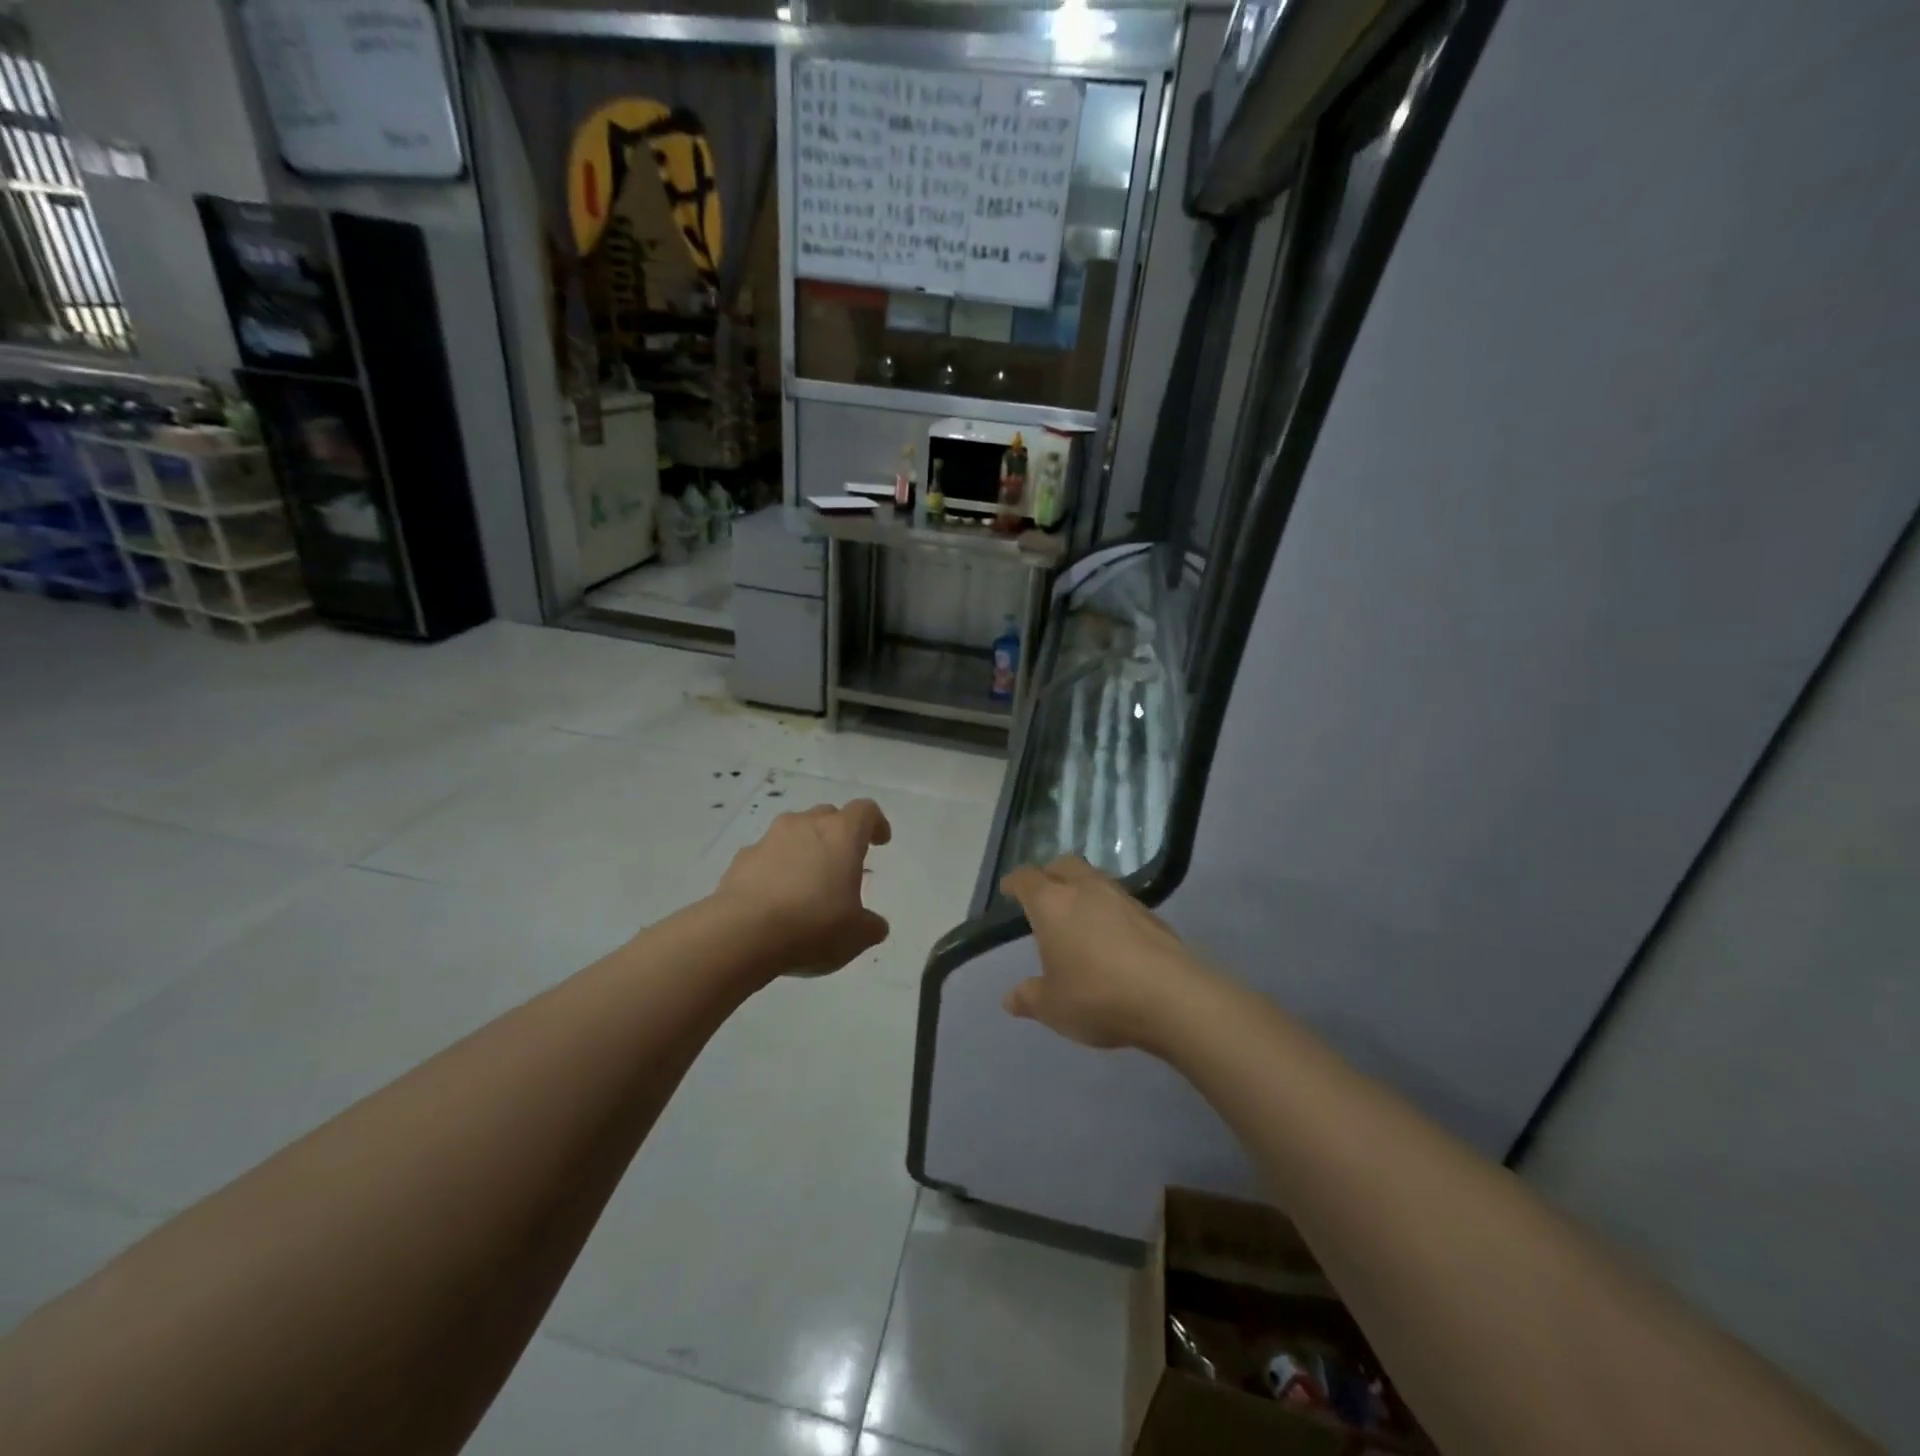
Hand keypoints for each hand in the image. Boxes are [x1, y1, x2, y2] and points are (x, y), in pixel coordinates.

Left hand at [715, 800, 892, 976]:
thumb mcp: (856, 935)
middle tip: (843, 862)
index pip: (865, 811)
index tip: (880, 841)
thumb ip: (870, 926)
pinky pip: (766, 855)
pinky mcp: (741, 858)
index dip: (875, 824)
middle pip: (828, 815)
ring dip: (804, 848)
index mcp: (841, 834)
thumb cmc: (813, 925)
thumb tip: (874, 925)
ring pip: (794, 832)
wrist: (742, 933)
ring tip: (807, 881)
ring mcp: (769, 839)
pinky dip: (775, 868)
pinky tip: (775, 897)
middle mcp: (805, 825)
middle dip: (838, 834)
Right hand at [999, 856, 1200, 1050]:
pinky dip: (1107, 908)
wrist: (1172, 997)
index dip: (1015, 882)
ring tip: (1076, 914)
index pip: (1026, 879)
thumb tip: (1010, 998)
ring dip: (1081, 888)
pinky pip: (1118, 900)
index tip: (1008, 888)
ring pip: (1094, 878)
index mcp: (1052, 903)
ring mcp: (1122, 897)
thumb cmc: (1097, 996)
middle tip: (1043, 894)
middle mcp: (1085, 889)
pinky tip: (1109, 934)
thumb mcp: (1053, 1006)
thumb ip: (1029, 998)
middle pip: (1063, 865)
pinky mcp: (1150, 913)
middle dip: (1050, 874)